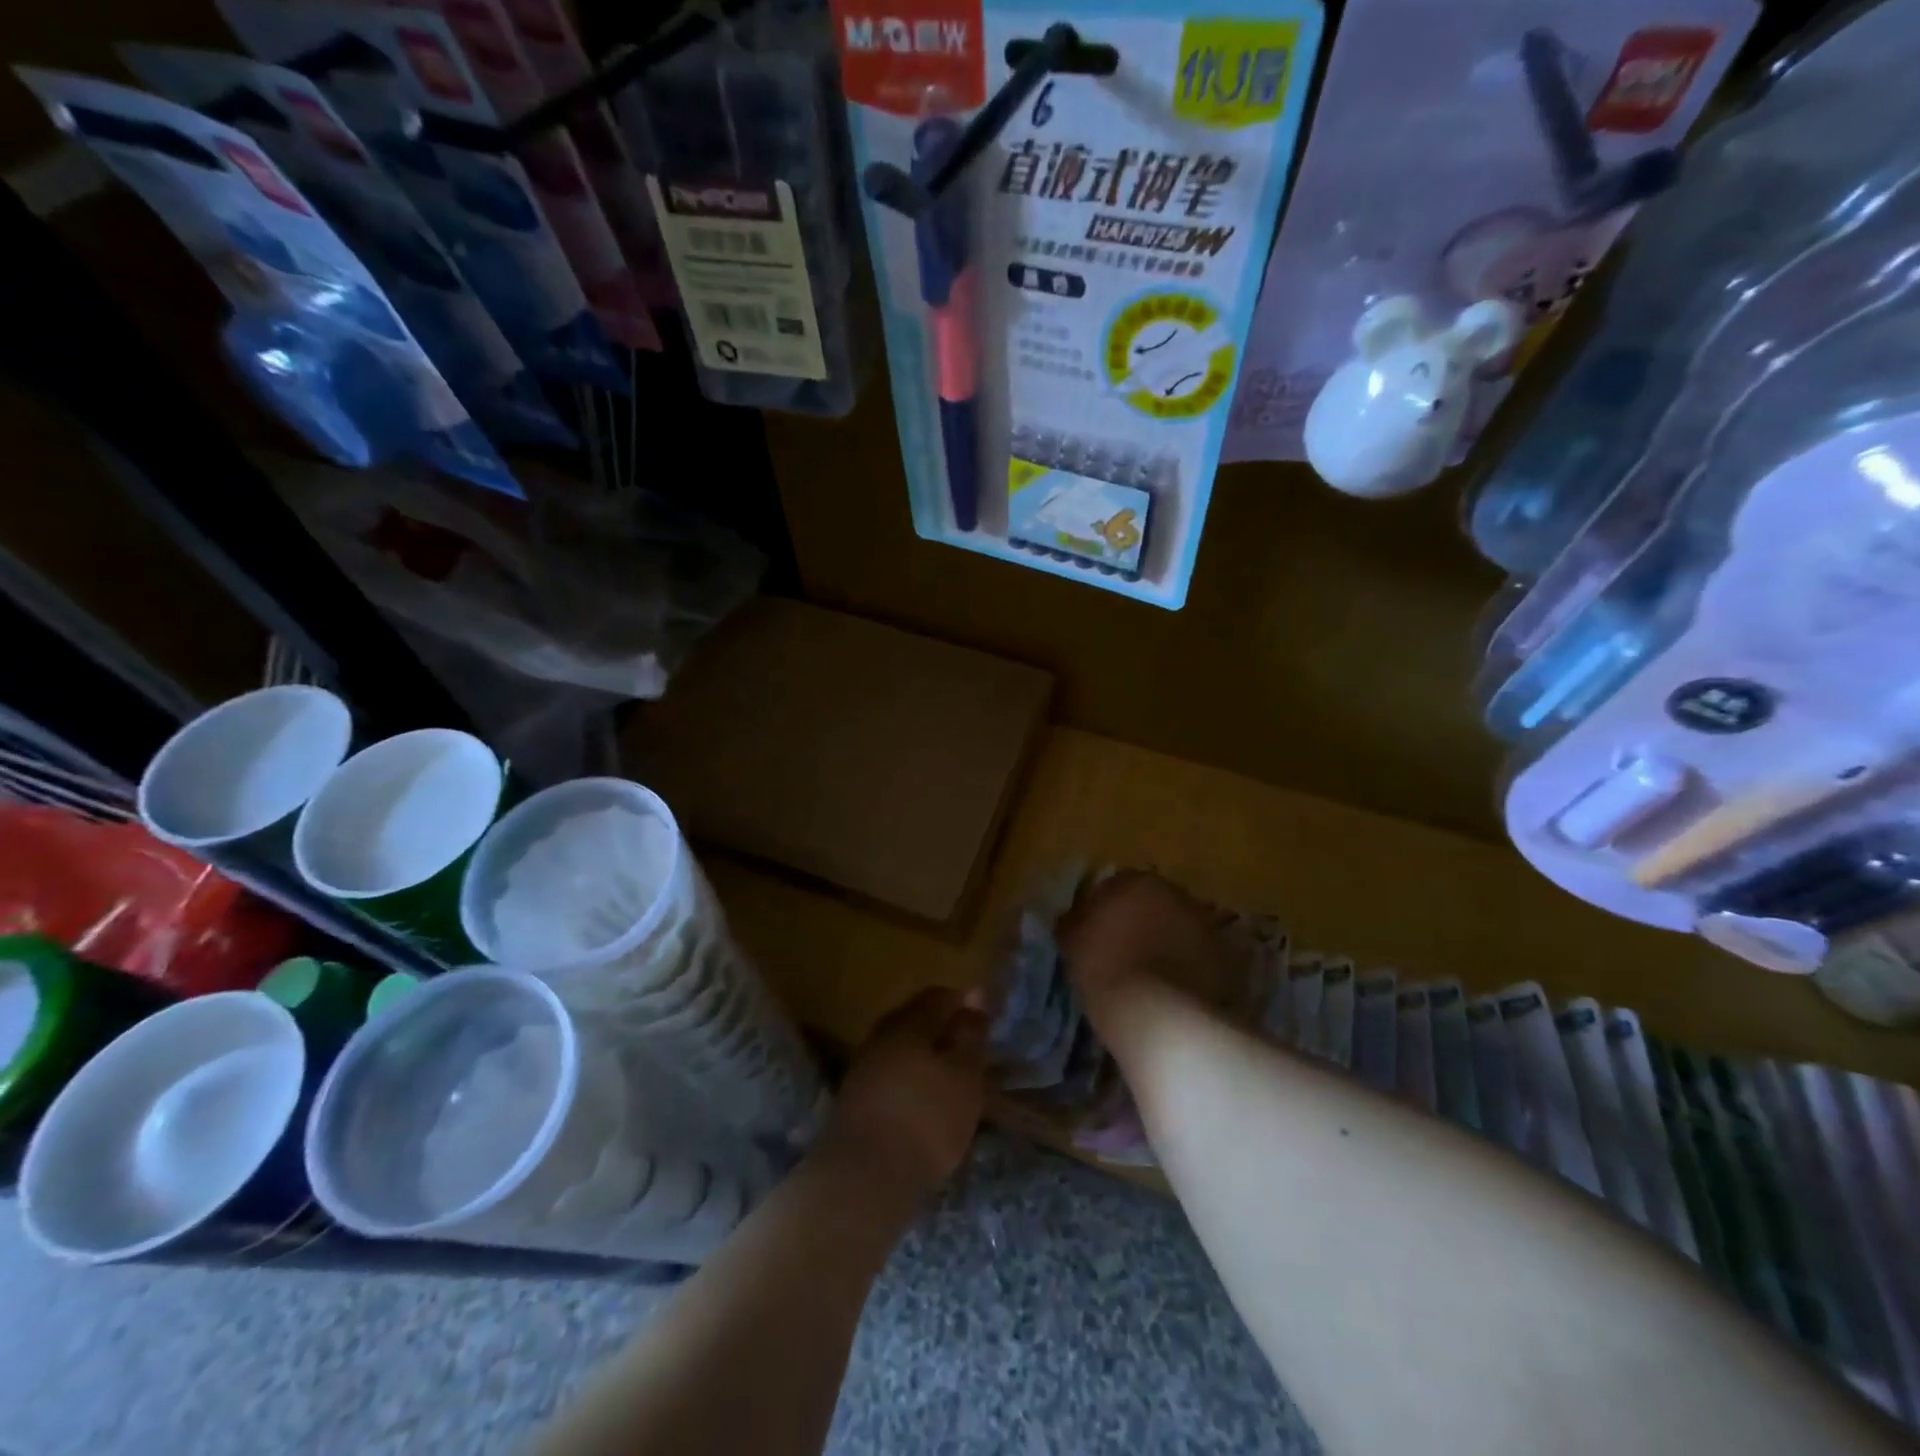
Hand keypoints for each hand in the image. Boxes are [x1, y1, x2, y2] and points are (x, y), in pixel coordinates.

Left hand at [823, 987, 987, 1200]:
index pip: (939, 997)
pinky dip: (911, 1082)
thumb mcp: (964, 1075)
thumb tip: (975, 996)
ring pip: (902, 1049)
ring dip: (927, 1059)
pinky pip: (891, 1075)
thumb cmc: (925, 1118)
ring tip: (952, 1082)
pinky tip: (925, 1103)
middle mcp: (881, 1035)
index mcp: (908, 1021)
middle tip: (971, 1052)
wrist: (863, 1177)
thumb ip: (971, 1034)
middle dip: (944, 1031)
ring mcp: (864, 1067)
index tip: (987, 1023)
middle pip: (917, 1020)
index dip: (965, 1004)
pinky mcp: (856, 1100)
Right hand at [1058, 870, 1251, 1016]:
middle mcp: (1176, 894)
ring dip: (1167, 945)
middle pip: (1153, 905)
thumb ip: (1073, 922)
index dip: (1105, 912)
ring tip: (1149, 979)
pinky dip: (1188, 969)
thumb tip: (1073, 918)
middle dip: (1141, 924)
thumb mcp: (1073, 943)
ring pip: (1178, 930)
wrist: (1161, 1015)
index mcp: (1137, 881)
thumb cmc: (1107, 969)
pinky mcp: (1227, 959)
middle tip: (1123, 955)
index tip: (1096, 937)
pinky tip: (1172, 993)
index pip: (1116, 887)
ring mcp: (1206, 925)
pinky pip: (1198, 959)